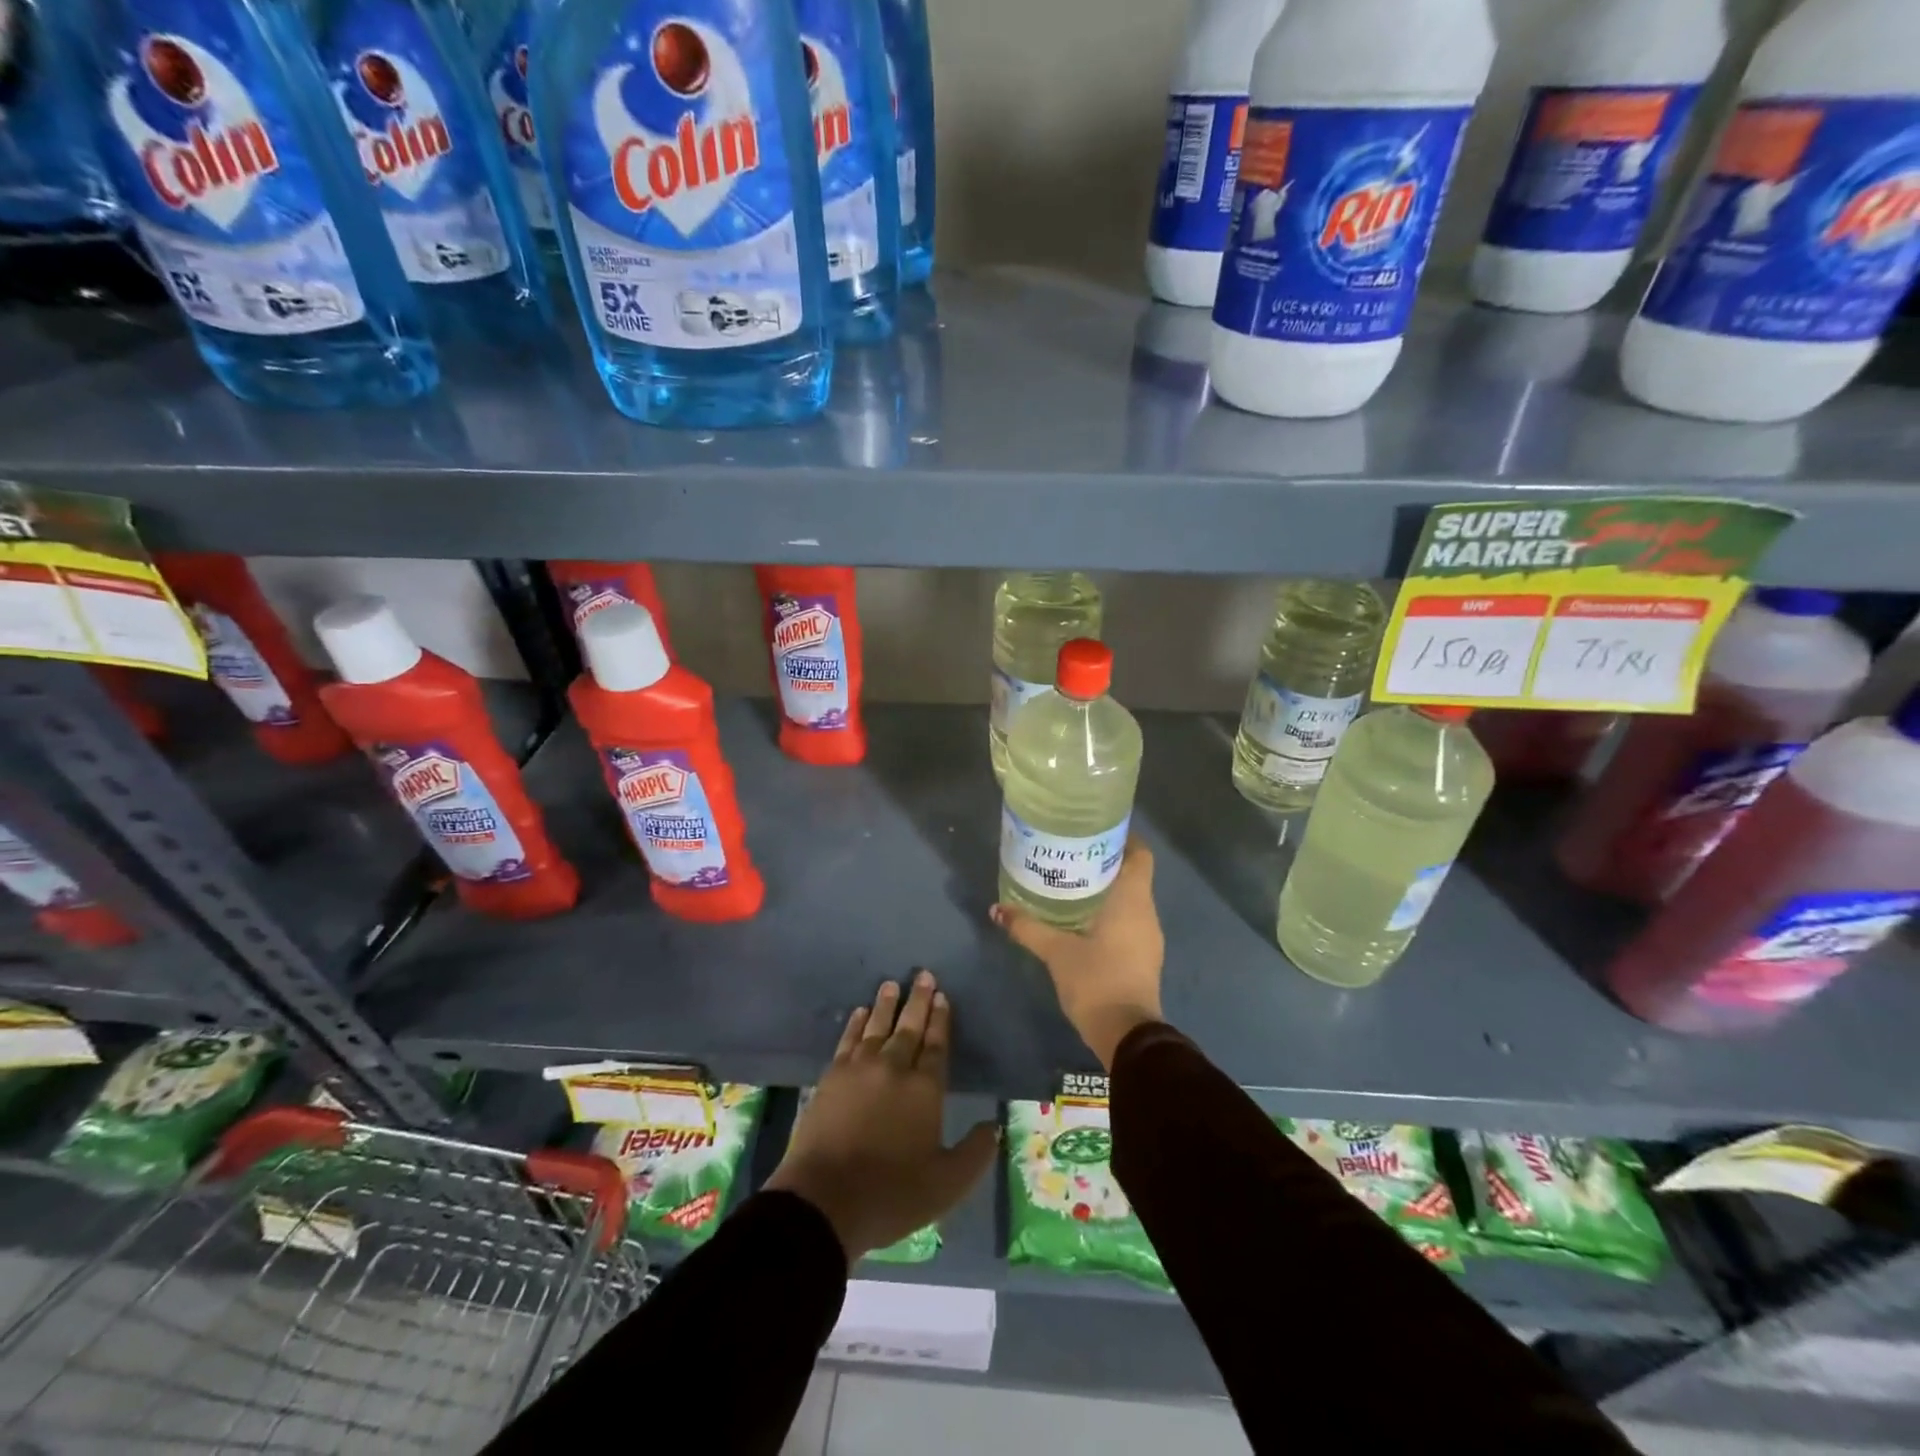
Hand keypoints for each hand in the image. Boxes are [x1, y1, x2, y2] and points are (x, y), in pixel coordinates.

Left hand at [765, 972, 999, 1263]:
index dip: (941, 1019)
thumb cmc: (891, 1194)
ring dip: (886, 1004)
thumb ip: (974, 1153)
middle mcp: (894, 1068)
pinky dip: (855, 1024)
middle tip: (923, 975)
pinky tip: (859, 1013)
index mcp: (925, 1089)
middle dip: (918, 1000)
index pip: (937, 1045)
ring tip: (892, 984)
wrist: (824, 1200)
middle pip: (909, 1027)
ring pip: (877, 1027)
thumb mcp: (947, 1185)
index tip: (943, 996)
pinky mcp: (831, 1077)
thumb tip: (993, 1126)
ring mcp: (859, 1069)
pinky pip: (848, 1040)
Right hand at [991, 839, 1164, 1068]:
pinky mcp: (1143, 957)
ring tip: (1070, 884)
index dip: (1122, 839)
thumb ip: (1027, 927)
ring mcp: (1148, 937)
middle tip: (1070, 856)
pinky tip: (1081, 920)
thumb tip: (997, 909)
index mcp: (1133, 899)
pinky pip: (1128, 922)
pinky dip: (1109, 914)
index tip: (1093, 833)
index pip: (1140, 853)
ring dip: (1106, 890)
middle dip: (1103, 863)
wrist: (1126, 1034)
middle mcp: (1146, 912)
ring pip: (1130, 900)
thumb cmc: (1096, 980)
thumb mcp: (1056, 951)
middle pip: (1132, 874)